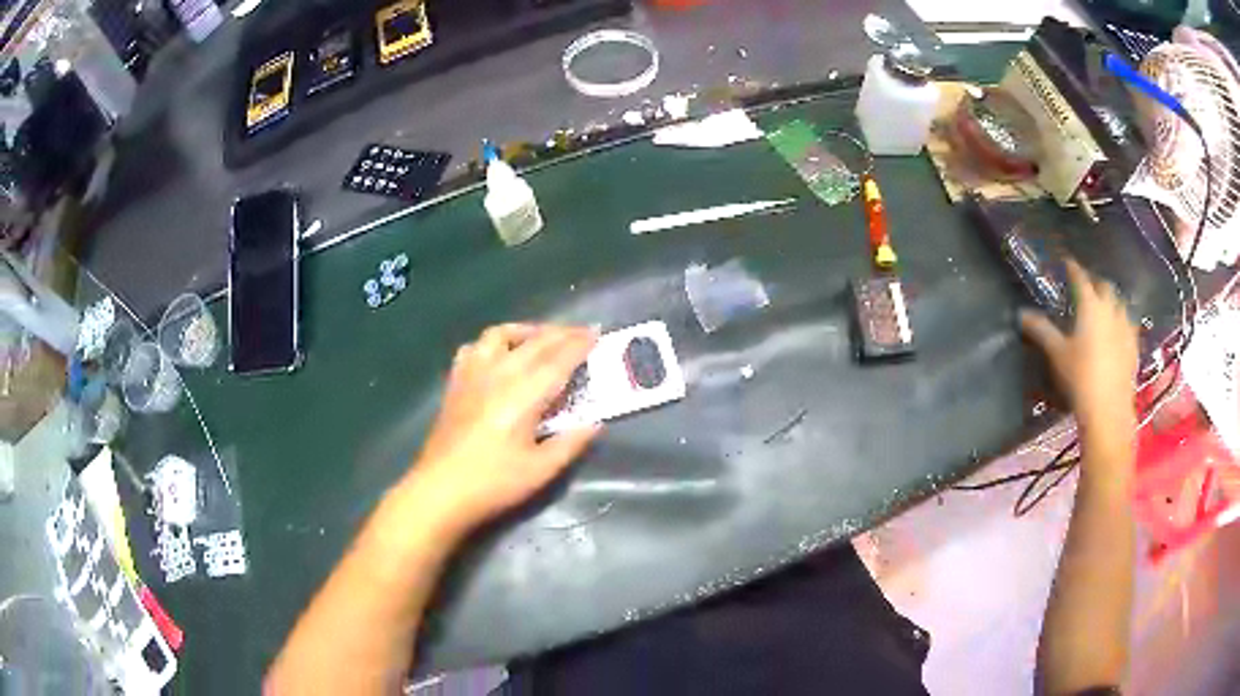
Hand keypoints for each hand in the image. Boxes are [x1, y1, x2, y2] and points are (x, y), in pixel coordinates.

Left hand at [406, 324, 600, 534]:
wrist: (440, 490)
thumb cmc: (494, 483)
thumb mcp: (541, 470)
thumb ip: (571, 443)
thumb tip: (595, 422)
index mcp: (523, 395)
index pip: (558, 359)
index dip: (580, 344)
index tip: (597, 332)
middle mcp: (498, 374)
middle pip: (534, 342)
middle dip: (561, 333)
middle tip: (581, 333)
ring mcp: (472, 374)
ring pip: (500, 334)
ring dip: (526, 330)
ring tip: (541, 339)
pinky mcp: (455, 383)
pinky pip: (474, 348)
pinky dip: (493, 343)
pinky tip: (499, 355)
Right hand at [1020, 260, 1138, 445]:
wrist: (1108, 410)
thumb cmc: (1080, 377)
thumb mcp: (1057, 353)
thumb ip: (1041, 330)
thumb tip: (1021, 314)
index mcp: (1090, 305)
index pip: (1080, 277)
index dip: (1072, 268)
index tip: (1067, 261)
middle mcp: (1110, 309)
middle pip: (1104, 285)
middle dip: (1095, 281)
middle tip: (1086, 285)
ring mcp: (1125, 327)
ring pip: (1120, 303)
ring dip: (1111, 300)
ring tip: (1104, 306)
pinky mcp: (1134, 346)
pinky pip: (1129, 324)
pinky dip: (1121, 321)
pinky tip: (1118, 331)